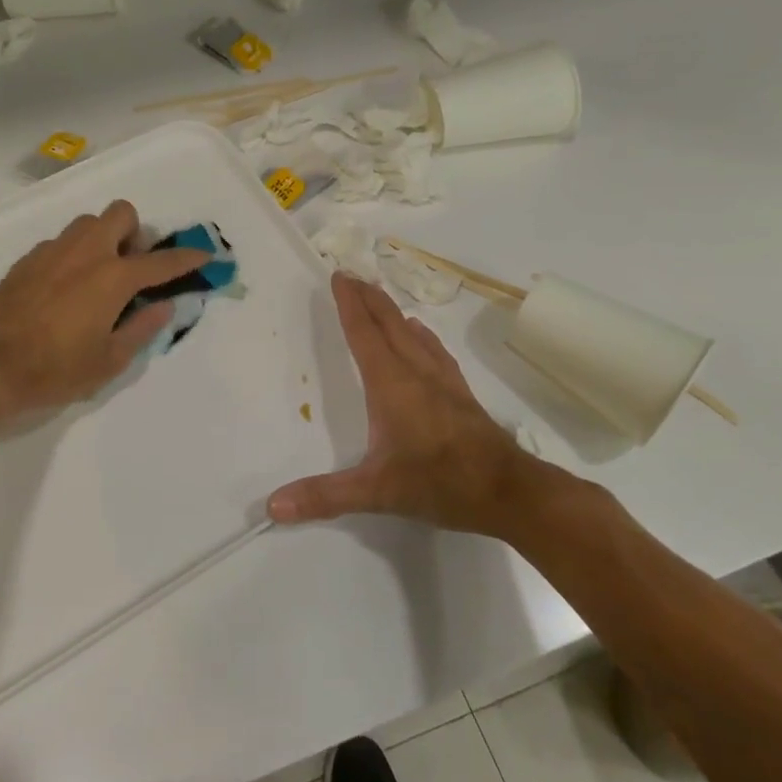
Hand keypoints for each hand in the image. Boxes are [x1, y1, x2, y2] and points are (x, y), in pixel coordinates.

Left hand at [0, 200, 211, 419]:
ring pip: (87, 223)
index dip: (187, 258)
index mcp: (112, 277)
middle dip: (135, 233)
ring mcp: (52, 251)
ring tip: (98, 277)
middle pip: (121, 213)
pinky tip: (64, 289)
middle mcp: (85, 253)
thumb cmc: (55, 370)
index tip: (204, 255)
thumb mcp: (109, 361)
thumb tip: (164, 306)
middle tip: (132, 267)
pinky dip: (73, 255)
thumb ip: (142, 328)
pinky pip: (60, 243)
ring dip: (102, 239)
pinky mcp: (26, 260)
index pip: (161, 261)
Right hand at [268, 273, 538, 533]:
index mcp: (390, 383)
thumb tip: (273, 506)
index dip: (349, 304)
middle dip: (368, 298)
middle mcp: (415, 372)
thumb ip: (325, 496)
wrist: (509, 491)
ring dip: (392, 311)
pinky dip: (421, 335)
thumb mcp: (376, 492)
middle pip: (388, 323)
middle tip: (352, 275)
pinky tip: (421, 335)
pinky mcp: (461, 393)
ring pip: (413, 333)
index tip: (339, 276)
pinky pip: (435, 351)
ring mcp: (442, 380)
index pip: (363, 333)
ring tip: (379, 297)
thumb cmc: (439, 482)